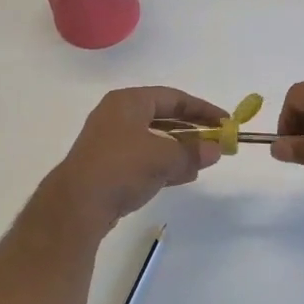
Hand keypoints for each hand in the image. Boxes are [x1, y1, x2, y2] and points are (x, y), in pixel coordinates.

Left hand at [36, 87, 223, 233]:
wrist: (78, 205)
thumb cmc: (122, 167)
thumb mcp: (164, 157)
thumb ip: (193, 152)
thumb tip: (216, 149)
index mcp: (128, 102)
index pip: (173, 97)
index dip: (202, 109)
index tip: (225, 121)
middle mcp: (118, 116)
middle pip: (163, 117)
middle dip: (191, 130)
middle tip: (217, 141)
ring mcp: (111, 142)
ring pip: (154, 140)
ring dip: (180, 150)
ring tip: (205, 162)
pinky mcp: (109, 167)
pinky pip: (144, 159)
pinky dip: (165, 165)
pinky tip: (185, 176)